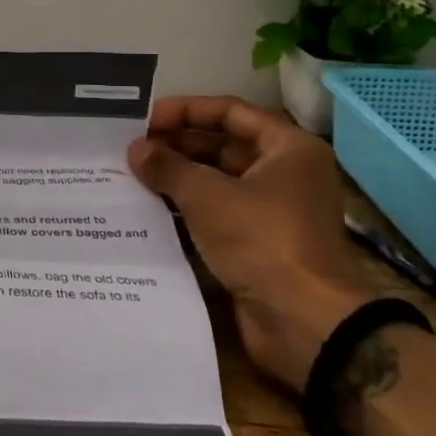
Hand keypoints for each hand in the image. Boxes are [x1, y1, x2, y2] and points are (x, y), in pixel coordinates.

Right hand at [128, 96, 376, 392]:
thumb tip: (136, 148)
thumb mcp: (208, 195)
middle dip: (176, 146)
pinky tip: (147, 211)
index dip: (186, 111)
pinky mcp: (258, 247)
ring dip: (177, 180)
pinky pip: (216, 217)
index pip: (230, 112)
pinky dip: (185, 212)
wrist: (305, 324)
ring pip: (216, 183)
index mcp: (288, 149)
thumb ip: (168, 166)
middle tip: (130, 150)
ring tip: (130, 176)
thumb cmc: (262, 241)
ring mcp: (272, 213)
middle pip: (223, 147)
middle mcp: (284, 175)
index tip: (144, 119)